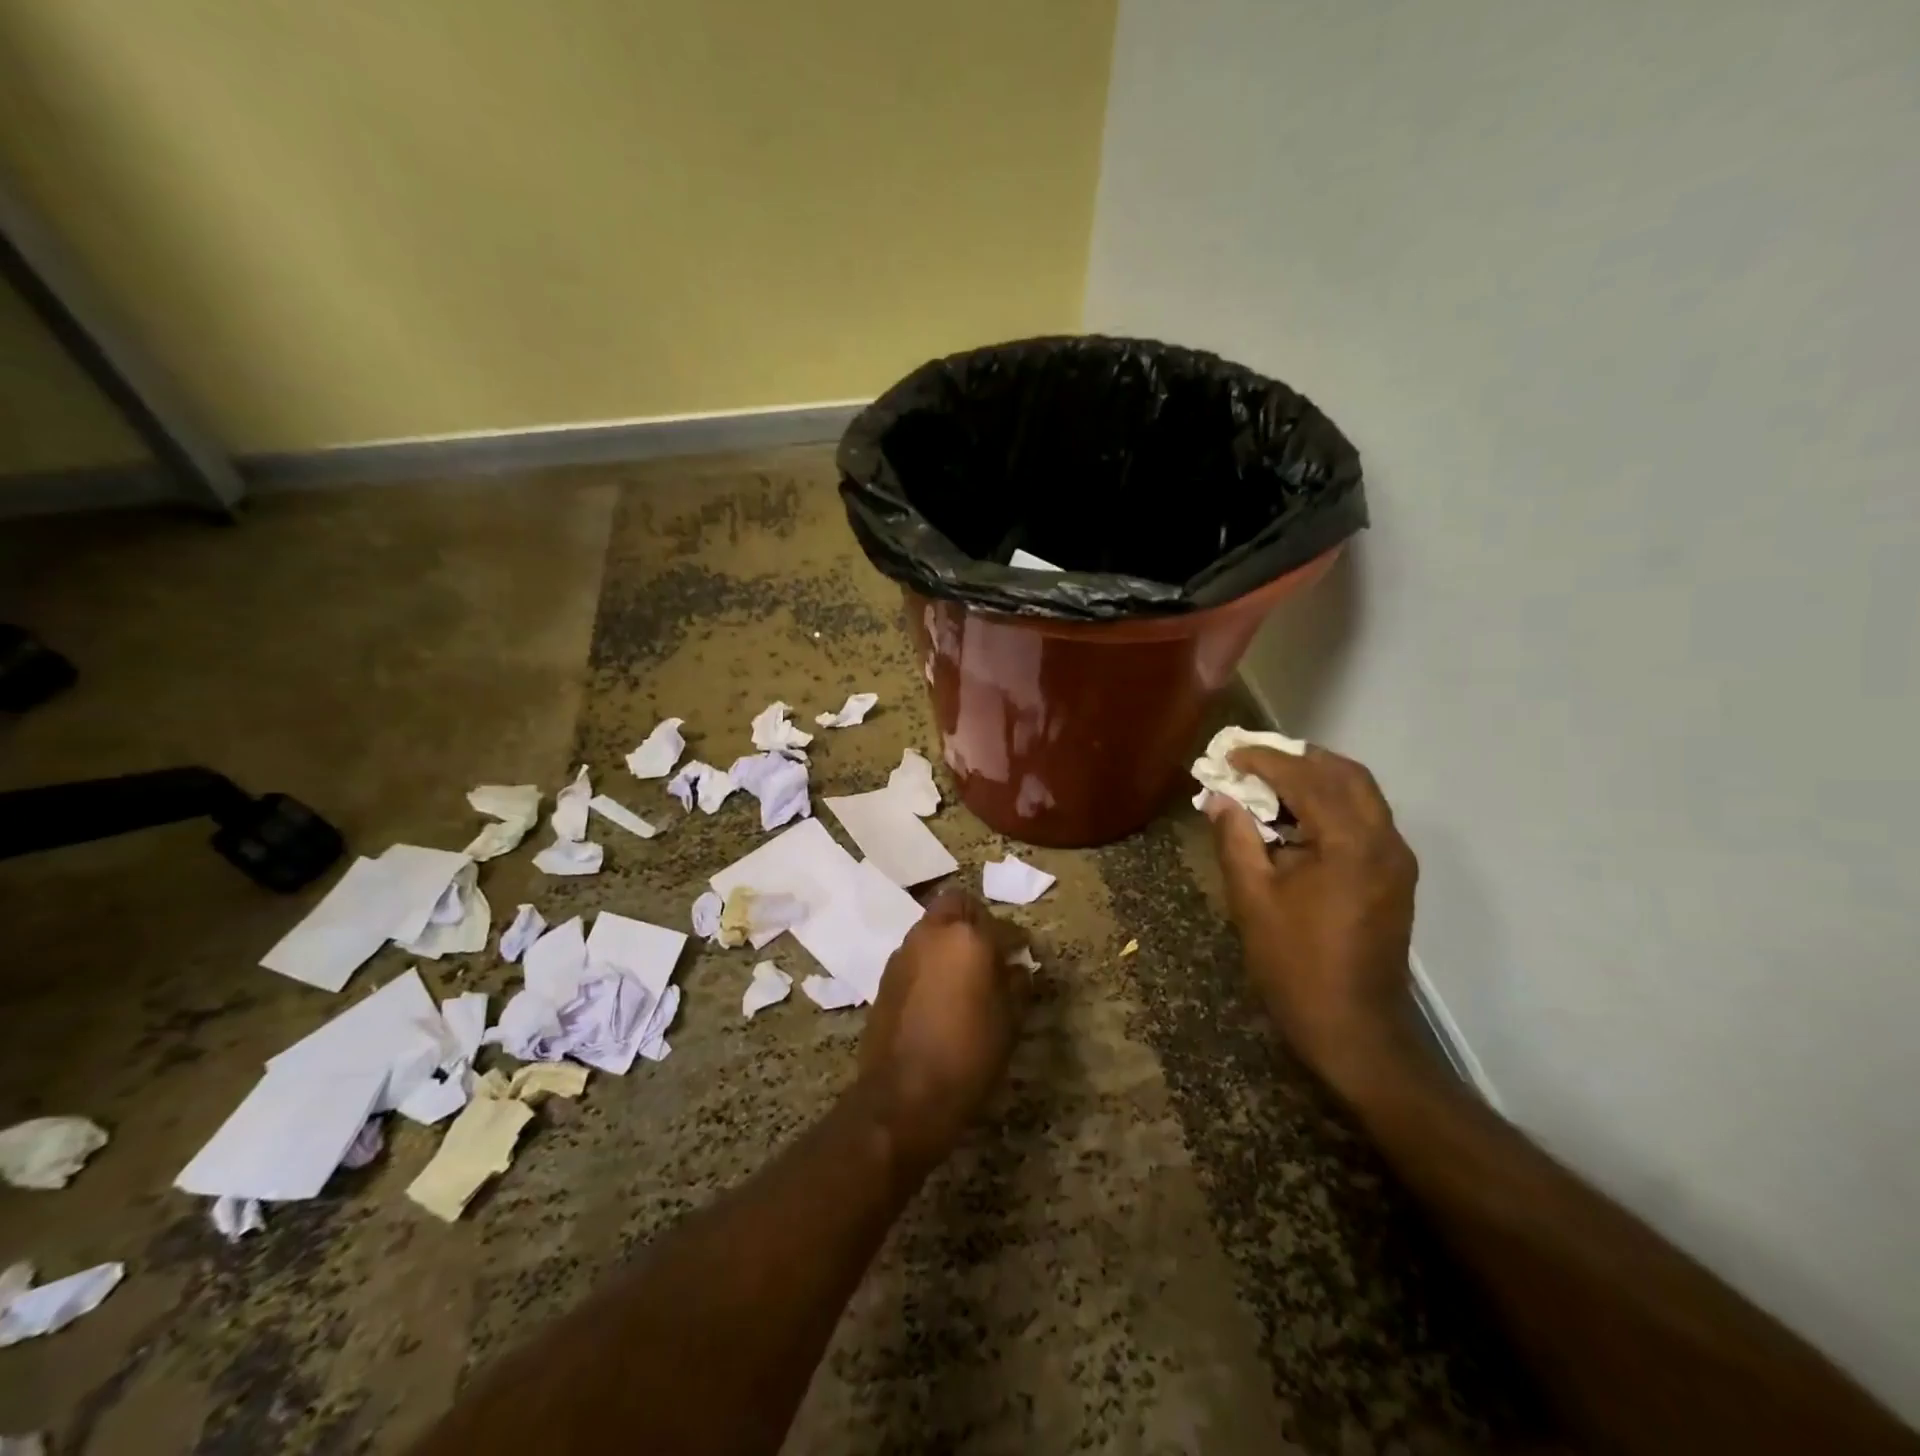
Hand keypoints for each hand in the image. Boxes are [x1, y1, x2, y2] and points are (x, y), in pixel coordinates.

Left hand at [855, 888, 1031, 1173]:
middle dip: (975, 919)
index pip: (1001, 925)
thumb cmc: (968, 1055)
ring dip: (949, 937)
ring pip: (931, 925)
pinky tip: (939, 990)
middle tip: (989, 948)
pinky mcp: (885, 974)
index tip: (1023, 953)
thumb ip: (1016, 985)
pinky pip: (915, 952)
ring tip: (964, 971)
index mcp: (969, 938)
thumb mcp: (1008, 1022)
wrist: (904, 1094)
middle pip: (956, 904)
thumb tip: (1016, 968)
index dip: (1016, 939)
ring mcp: (904, 952)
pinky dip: (930, 959)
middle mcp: (933, 933)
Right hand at [1206, 746, 1418, 1085]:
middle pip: (1346, 774)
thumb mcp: (1252, 898)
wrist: (1354, 1028)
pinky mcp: (1394, 877)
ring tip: (1269, 787)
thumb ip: (1235, 839)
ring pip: (1360, 794)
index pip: (1307, 778)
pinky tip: (1295, 823)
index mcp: (1349, 842)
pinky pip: (1365, 820)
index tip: (1229, 756)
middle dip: (1298, 760)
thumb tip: (1219, 798)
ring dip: (1316, 780)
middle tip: (1253, 763)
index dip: (1264, 760)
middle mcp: (1383, 840)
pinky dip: (1331, 805)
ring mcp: (1396, 859)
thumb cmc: (1295, 964)